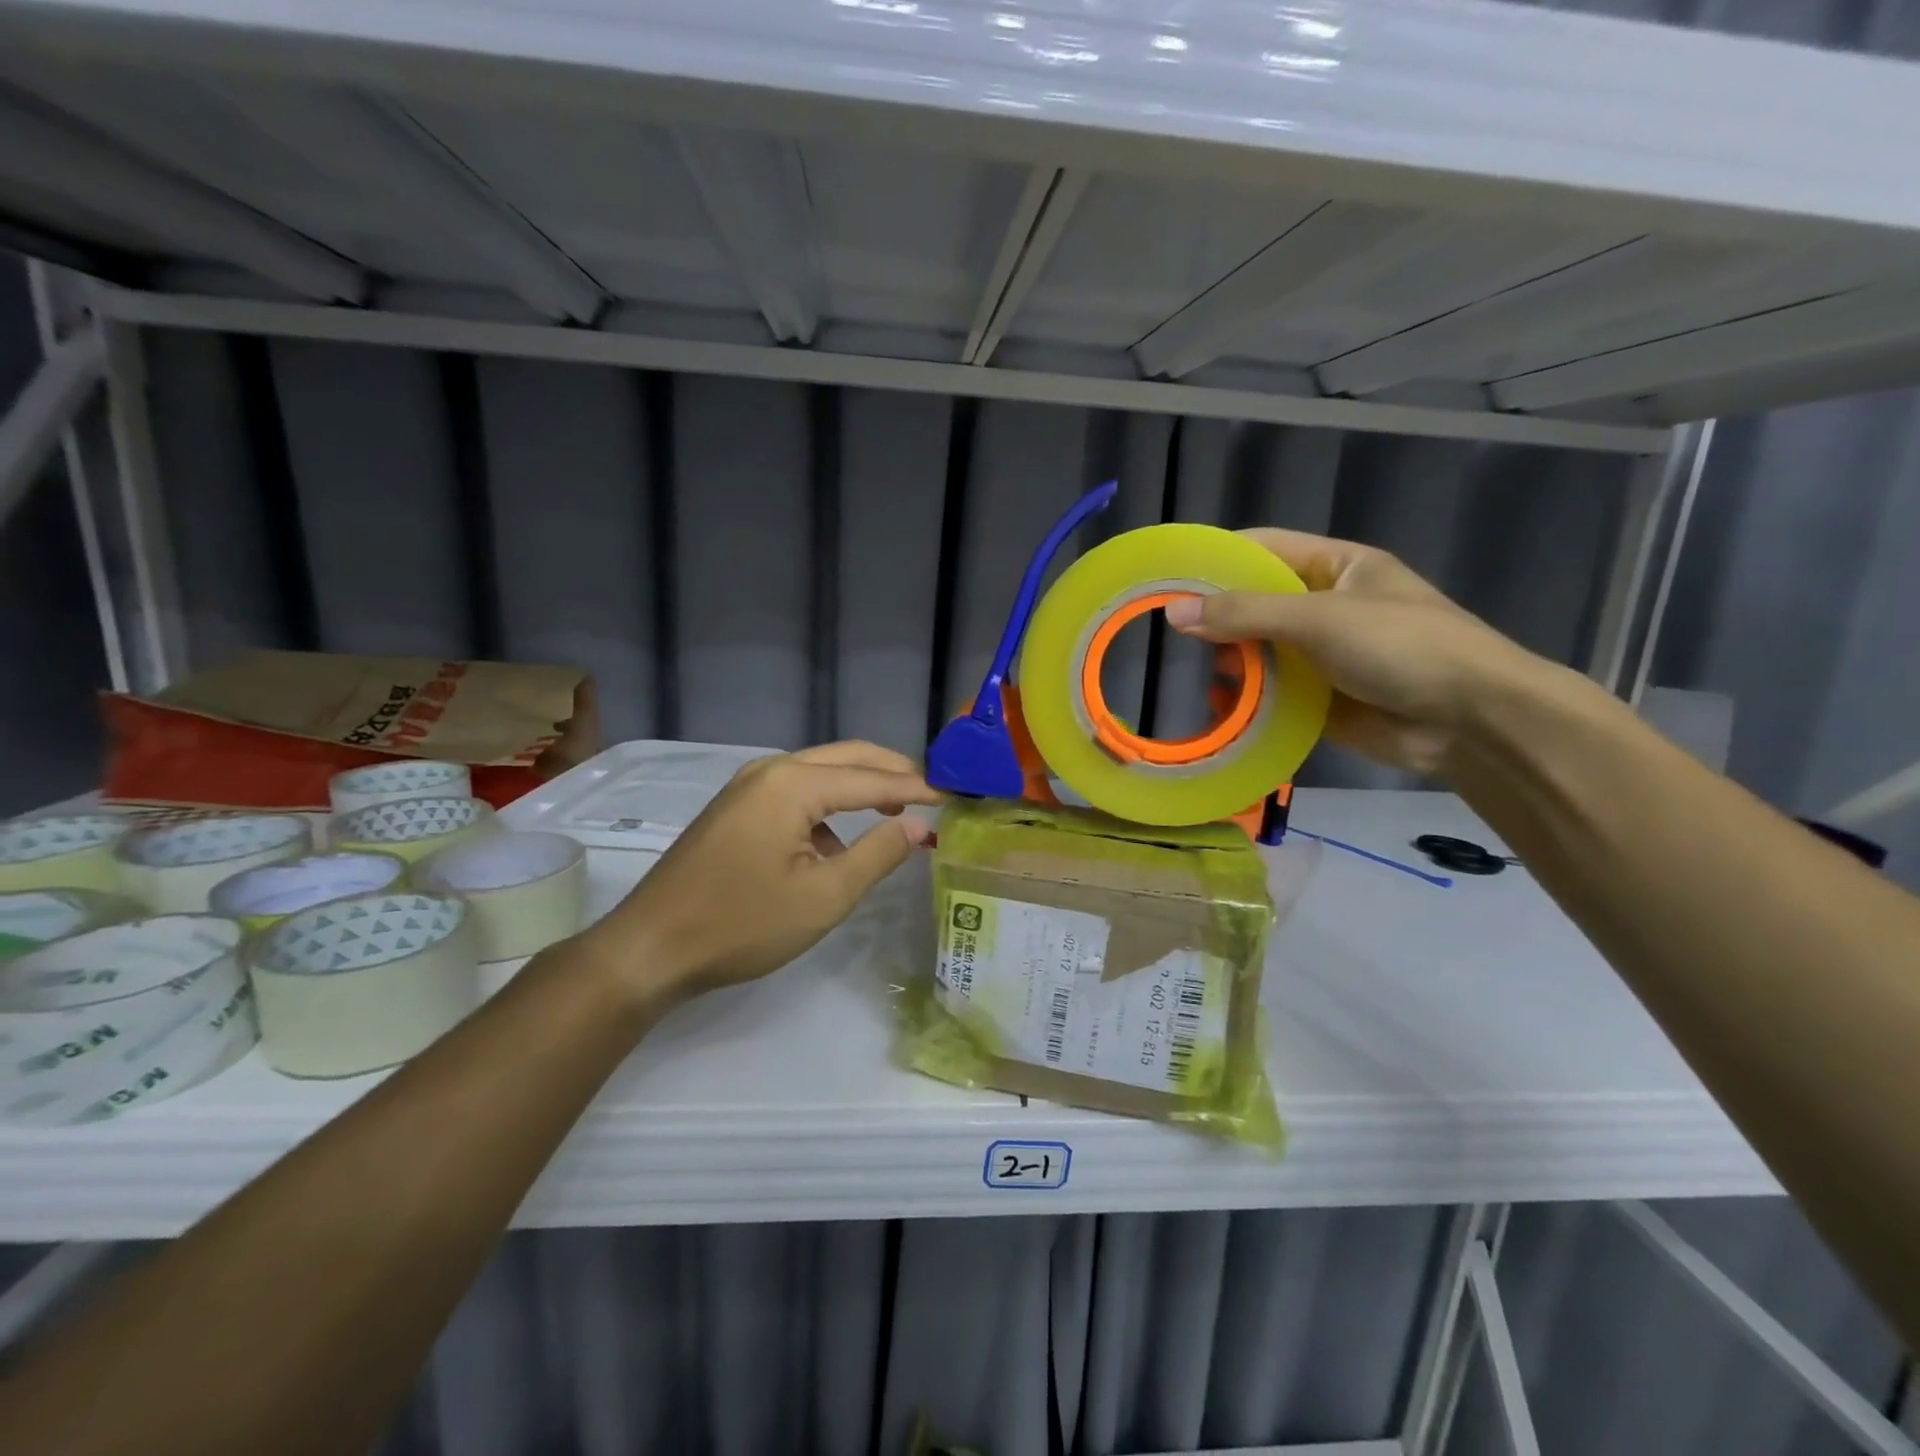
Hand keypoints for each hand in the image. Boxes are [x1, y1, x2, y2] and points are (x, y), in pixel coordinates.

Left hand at [578, 741, 941, 1003]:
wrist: (650, 947)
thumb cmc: (741, 924)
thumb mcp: (823, 896)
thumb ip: (877, 854)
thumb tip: (918, 825)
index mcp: (793, 784)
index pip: (871, 777)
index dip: (915, 787)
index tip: (953, 797)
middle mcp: (770, 770)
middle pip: (846, 757)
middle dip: (891, 771)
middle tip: (931, 794)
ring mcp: (747, 786)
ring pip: (820, 771)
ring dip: (860, 785)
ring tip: (895, 812)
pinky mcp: (736, 807)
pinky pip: (796, 790)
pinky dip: (828, 804)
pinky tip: (837, 842)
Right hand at [1164, 529, 1557, 774]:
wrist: (1470, 721)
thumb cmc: (1402, 647)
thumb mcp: (1319, 618)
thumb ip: (1245, 613)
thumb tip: (1173, 612)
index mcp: (1336, 568)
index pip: (1265, 548)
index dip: (1218, 557)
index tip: (1168, 573)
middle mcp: (1326, 606)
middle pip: (1257, 602)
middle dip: (1218, 617)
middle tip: (1170, 631)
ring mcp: (1324, 655)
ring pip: (1262, 651)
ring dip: (1231, 660)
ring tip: (1196, 669)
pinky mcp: (1321, 700)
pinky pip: (1273, 693)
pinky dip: (1247, 698)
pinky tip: (1221, 705)